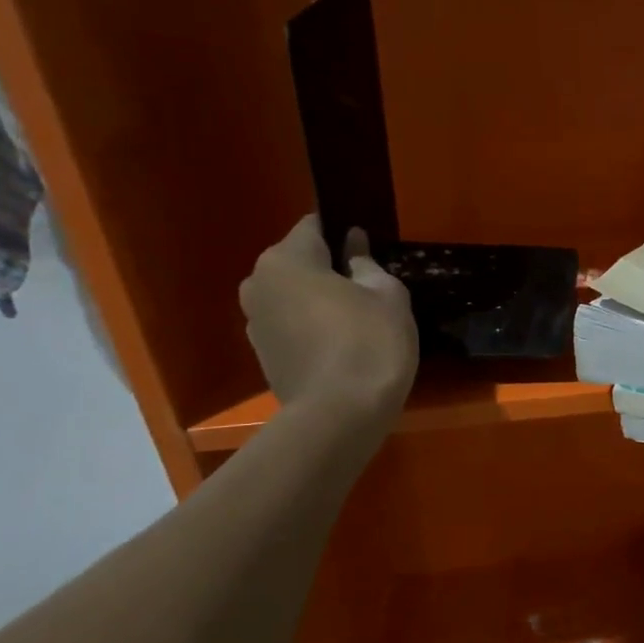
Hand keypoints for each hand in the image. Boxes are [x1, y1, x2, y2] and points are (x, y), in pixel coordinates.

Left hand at [239, 215, 417, 427]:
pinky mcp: (263, 355)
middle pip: (300, 263)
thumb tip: (353, 245)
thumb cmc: (369, 343)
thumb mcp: (387, 295)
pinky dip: (313, 328)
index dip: (344, 232)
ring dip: (321, 301)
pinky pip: (292, 326)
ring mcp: (255, 322)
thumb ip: (367, 264)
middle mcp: (259, 283)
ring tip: (359, 320)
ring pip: (294, 296)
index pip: (314, 226)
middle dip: (330, 269)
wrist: (340, 415)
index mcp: (286, 260)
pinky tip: (343, 346)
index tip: (370, 248)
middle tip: (370, 288)